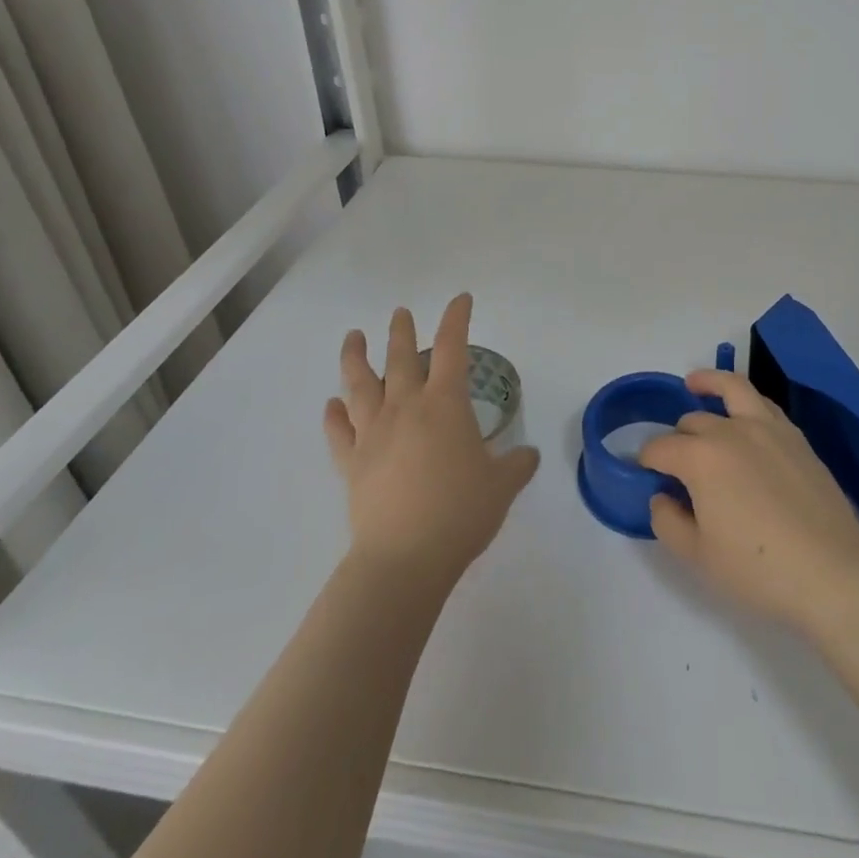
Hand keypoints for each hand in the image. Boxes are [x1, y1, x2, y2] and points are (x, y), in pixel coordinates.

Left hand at [324, 294, 539, 586]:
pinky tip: (331, 405)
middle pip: (399, 358)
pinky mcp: (351, 463)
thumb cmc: (460, 512)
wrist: (404, 557)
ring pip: (359, 385)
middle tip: (400, 312)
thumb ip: (517, 464)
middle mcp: (405, 408)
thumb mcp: (502, 486)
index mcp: (444, 404)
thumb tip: (528, 455)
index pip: (451, 348)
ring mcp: (372, 434)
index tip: (460, 300)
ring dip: (355, 358)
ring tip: (353, 337)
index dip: (456, 319)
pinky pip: (338, 432)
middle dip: (401, 331)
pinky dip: (333, 416)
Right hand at [638, 369, 858, 633]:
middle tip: (676, 463)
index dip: (647, 460)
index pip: (661, 448)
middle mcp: (731, 430)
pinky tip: (742, 416)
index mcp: (701, 457)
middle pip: (692, 422)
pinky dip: (745, 401)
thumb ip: (668, 521)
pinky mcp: (796, 437)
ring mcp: (768, 428)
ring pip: (732, 389)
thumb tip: (661, 497)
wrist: (832, 574)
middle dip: (677, 438)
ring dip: (709, 384)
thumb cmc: (758, 569)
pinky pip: (763, 404)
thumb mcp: (698, 556)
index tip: (645, 474)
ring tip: (694, 384)